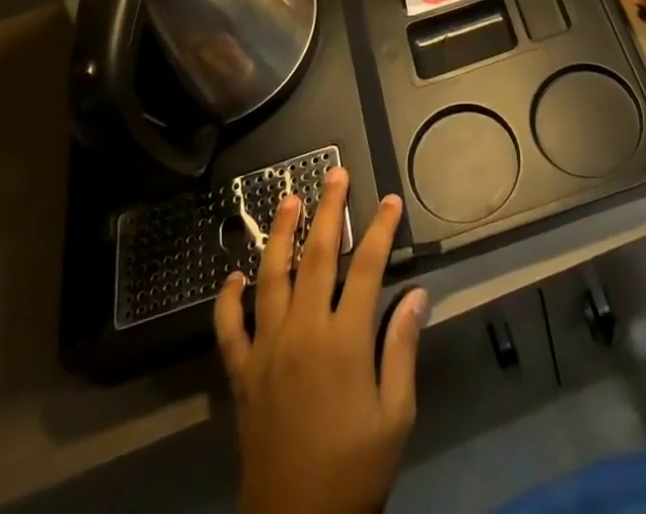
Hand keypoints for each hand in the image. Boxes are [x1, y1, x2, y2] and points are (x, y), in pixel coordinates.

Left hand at [216, 168, 426, 513]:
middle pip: (316, 256)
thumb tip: (417, 294)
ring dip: (280, 234)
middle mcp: (303, 332)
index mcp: (344, 341)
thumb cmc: (356, 469)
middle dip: (328, 210)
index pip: (366, 267)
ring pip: (270, 277)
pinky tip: (234, 276)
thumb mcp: (395, 415)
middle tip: (334, 174)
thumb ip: (402, 349)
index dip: (380, 230)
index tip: (389, 201)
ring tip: (287, 199)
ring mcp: (267, 350)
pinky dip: (228, 300)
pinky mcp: (242, 374)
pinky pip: (230, 328)